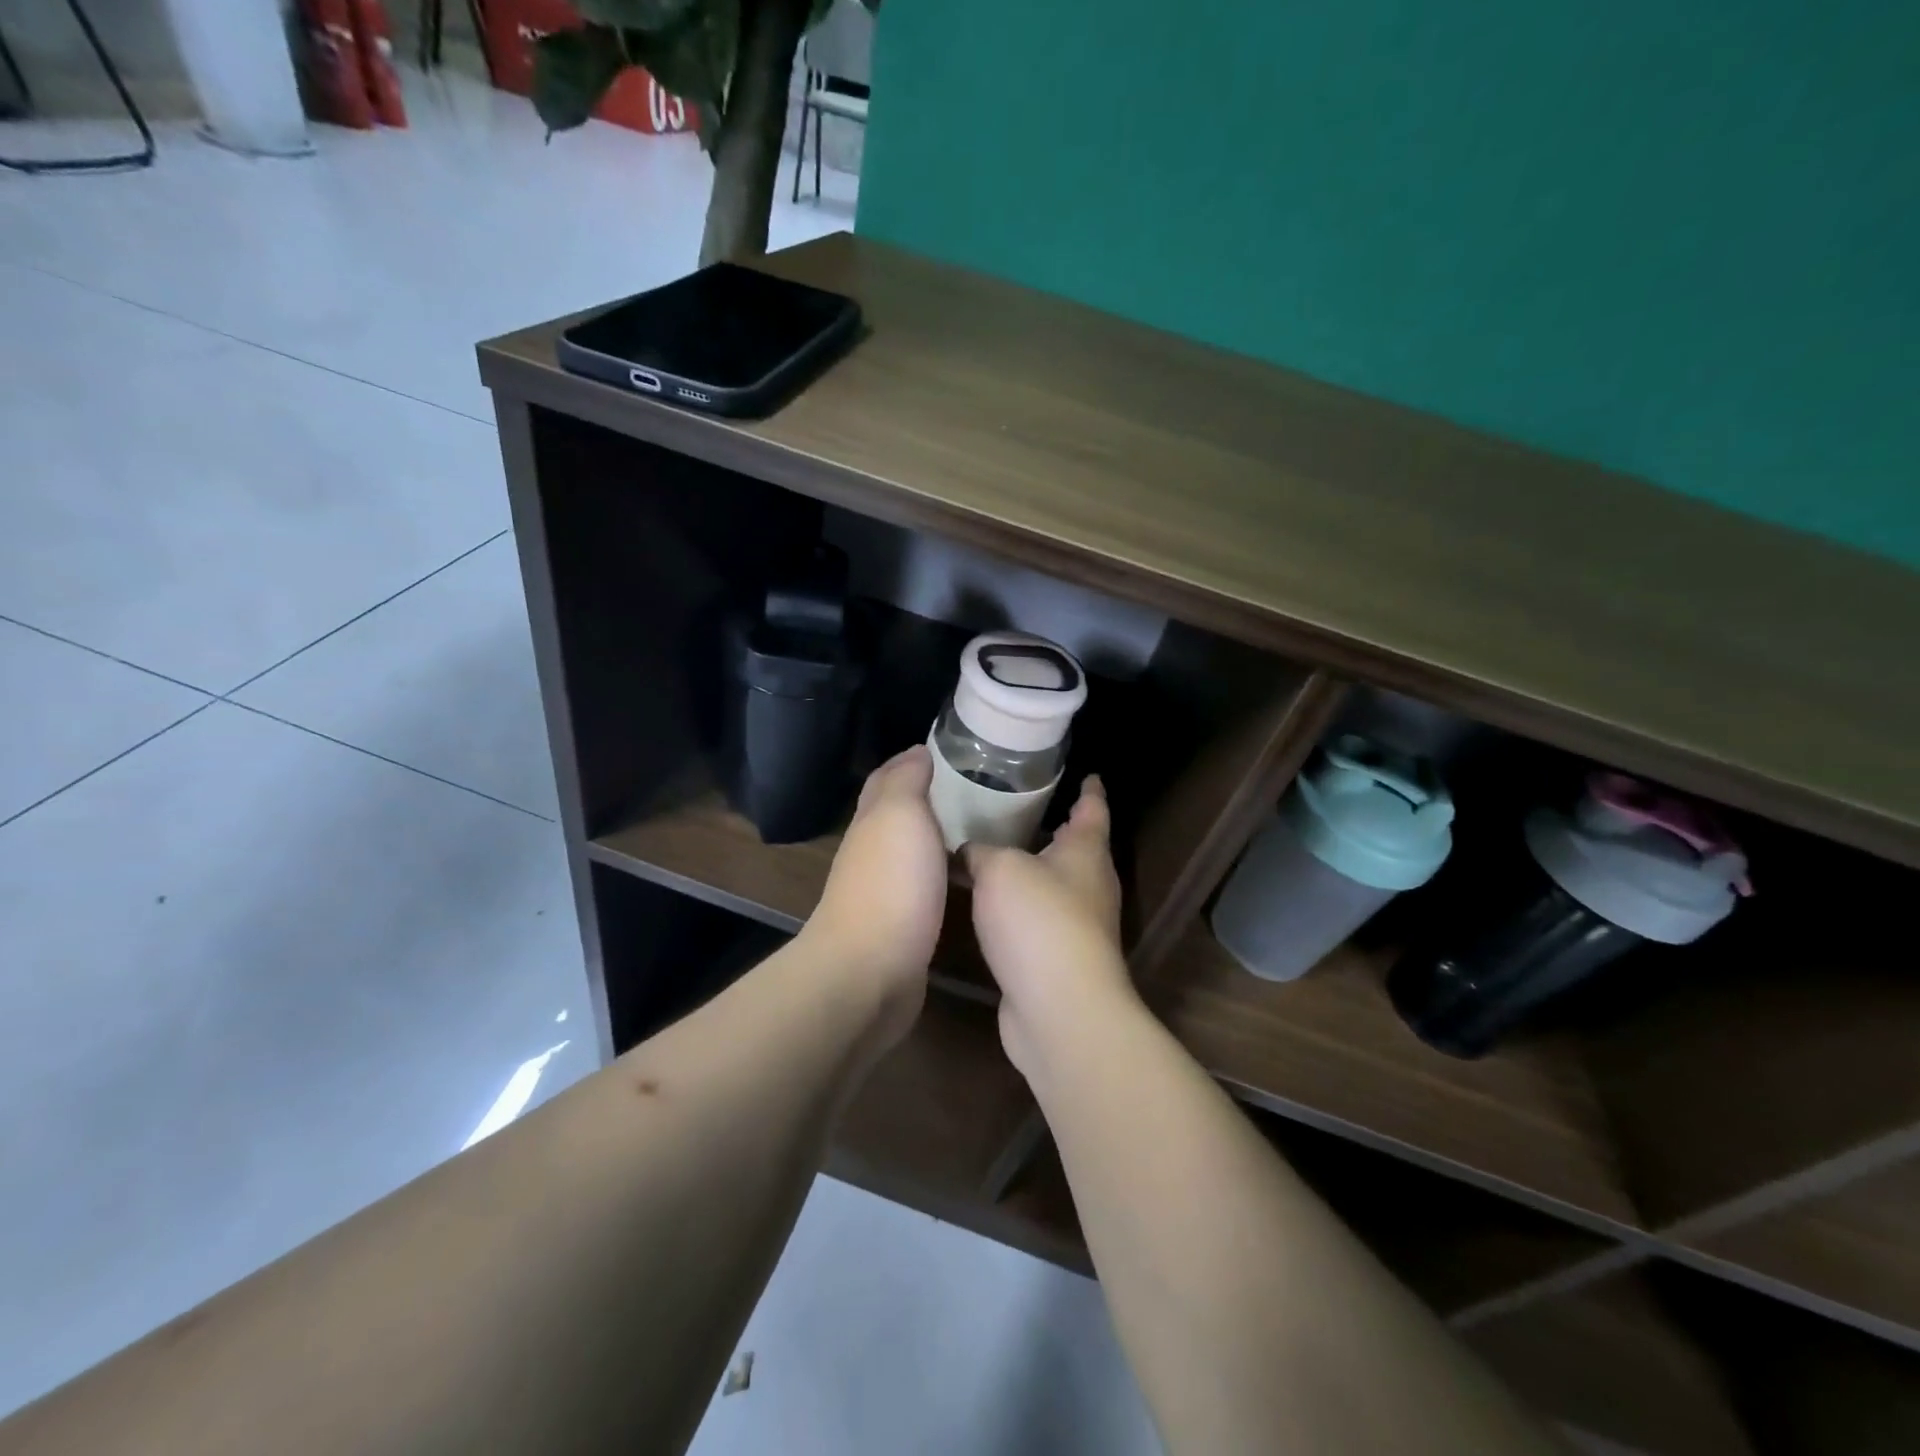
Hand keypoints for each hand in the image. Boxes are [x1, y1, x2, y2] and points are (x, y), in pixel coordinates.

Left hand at [805, 746, 948, 1048]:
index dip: (910, 762)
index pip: (887, 779)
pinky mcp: (900, 928)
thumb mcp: (900, 815)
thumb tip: (916, 752)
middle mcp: (872, 852)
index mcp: (872, 821)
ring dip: (936, 838)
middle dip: (927, 798)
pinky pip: (923, 888)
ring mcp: (884, 892)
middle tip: (973, 789)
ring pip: (911, 852)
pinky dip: (941, 874)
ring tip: (979, 828)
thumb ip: (906, 781)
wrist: (869, 971)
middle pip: (896, 815)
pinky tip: (964, 878)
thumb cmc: (891, 884)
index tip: (948, 752)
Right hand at [965, 776, 1136, 1080]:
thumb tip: (969, 852)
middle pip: (1076, 848)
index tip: (1089, 774)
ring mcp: (1079, 926)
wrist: (1059, 1007)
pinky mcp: (1060, 959)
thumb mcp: (1000, 869)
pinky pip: (1038, 920)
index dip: (1089, 790)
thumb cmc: (1037, 920)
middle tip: (1019, 809)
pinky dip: (1018, 908)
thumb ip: (981, 851)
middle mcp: (1090, 885)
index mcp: (1086, 852)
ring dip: (1031, 871)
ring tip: (994, 852)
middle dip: (1053, 829)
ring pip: (1054, 885)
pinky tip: (989, 906)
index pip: (1092, 808)